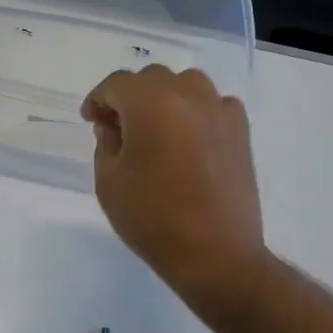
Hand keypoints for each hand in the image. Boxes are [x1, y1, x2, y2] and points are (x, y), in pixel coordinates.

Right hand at [82, 66, 266, 310]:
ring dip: (164, 100)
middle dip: (130, 98)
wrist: (214, 253)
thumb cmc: (152, 219)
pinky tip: (187, 141)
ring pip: (186, 86)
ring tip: (154, 131)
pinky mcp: (241, 132)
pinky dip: (195, 113)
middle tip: (117, 129)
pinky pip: (213, 106)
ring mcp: (220, 111)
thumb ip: (106, 144)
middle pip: (152, 79)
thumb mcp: (109, 182)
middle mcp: (190, 95)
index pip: (117, 84)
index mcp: (152, 104)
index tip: (91, 121)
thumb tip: (114, 128)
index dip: (98, 100)